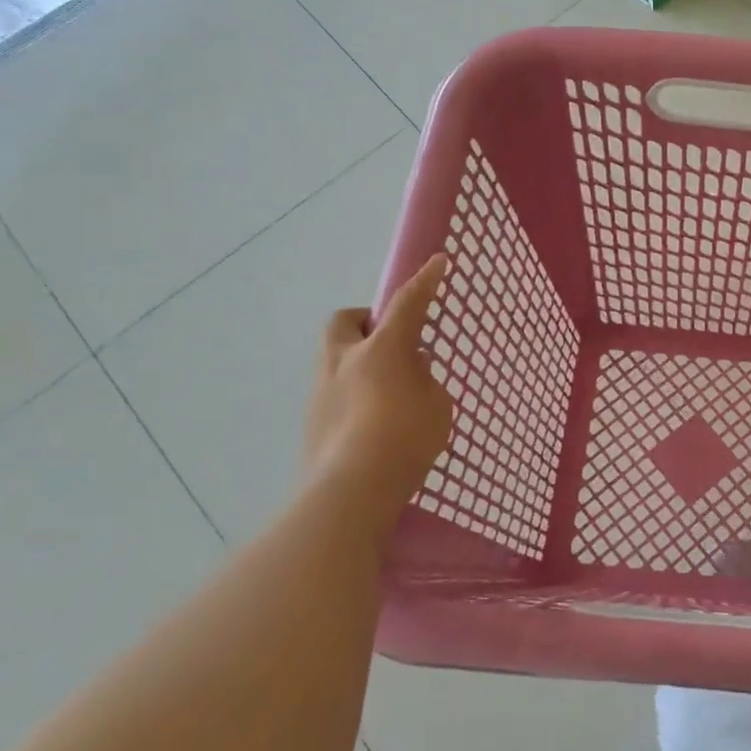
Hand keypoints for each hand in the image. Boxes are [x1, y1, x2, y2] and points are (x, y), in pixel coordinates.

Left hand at [302, 255, 452, 514]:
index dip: (424, 281)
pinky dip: (353, 393)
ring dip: (359, 360)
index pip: (407, 303)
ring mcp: (323, 390)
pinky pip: (335, 391)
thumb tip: (409, 370)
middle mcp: (345, 360)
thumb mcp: (436, 404)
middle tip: (391, 340)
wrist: (352, 489)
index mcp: (383, 348)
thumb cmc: (406, 439)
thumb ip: (425, 381)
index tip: (437, 261)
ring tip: (387, 389)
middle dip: (366, 320)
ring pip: (337, 357)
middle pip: (347, 320)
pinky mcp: (313, 421)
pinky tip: (372, 421)